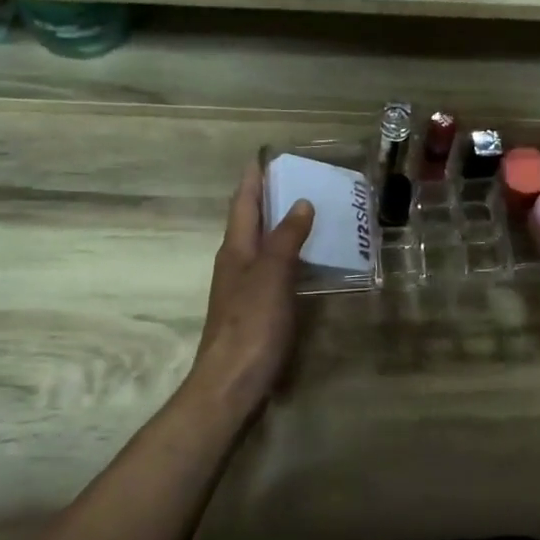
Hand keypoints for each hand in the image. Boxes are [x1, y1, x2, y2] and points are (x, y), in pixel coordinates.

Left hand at [191, 163, 314, 412]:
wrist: (231, 384)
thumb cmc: (250, 326)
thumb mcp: (271, 276)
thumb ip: (285, 239)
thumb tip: (300, 202)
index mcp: (235, 250)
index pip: (243, 204)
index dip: (253, 179)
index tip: (264, 156)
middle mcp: (235, 264)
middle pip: (250, 223)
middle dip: (268, 199)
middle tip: (298, 180)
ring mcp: (243, 289)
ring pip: (261, 247)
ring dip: (280, 227)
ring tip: (309, 213)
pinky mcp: (254, 312)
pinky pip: (272, 271)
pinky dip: (288, 256)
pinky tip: (306, 262)